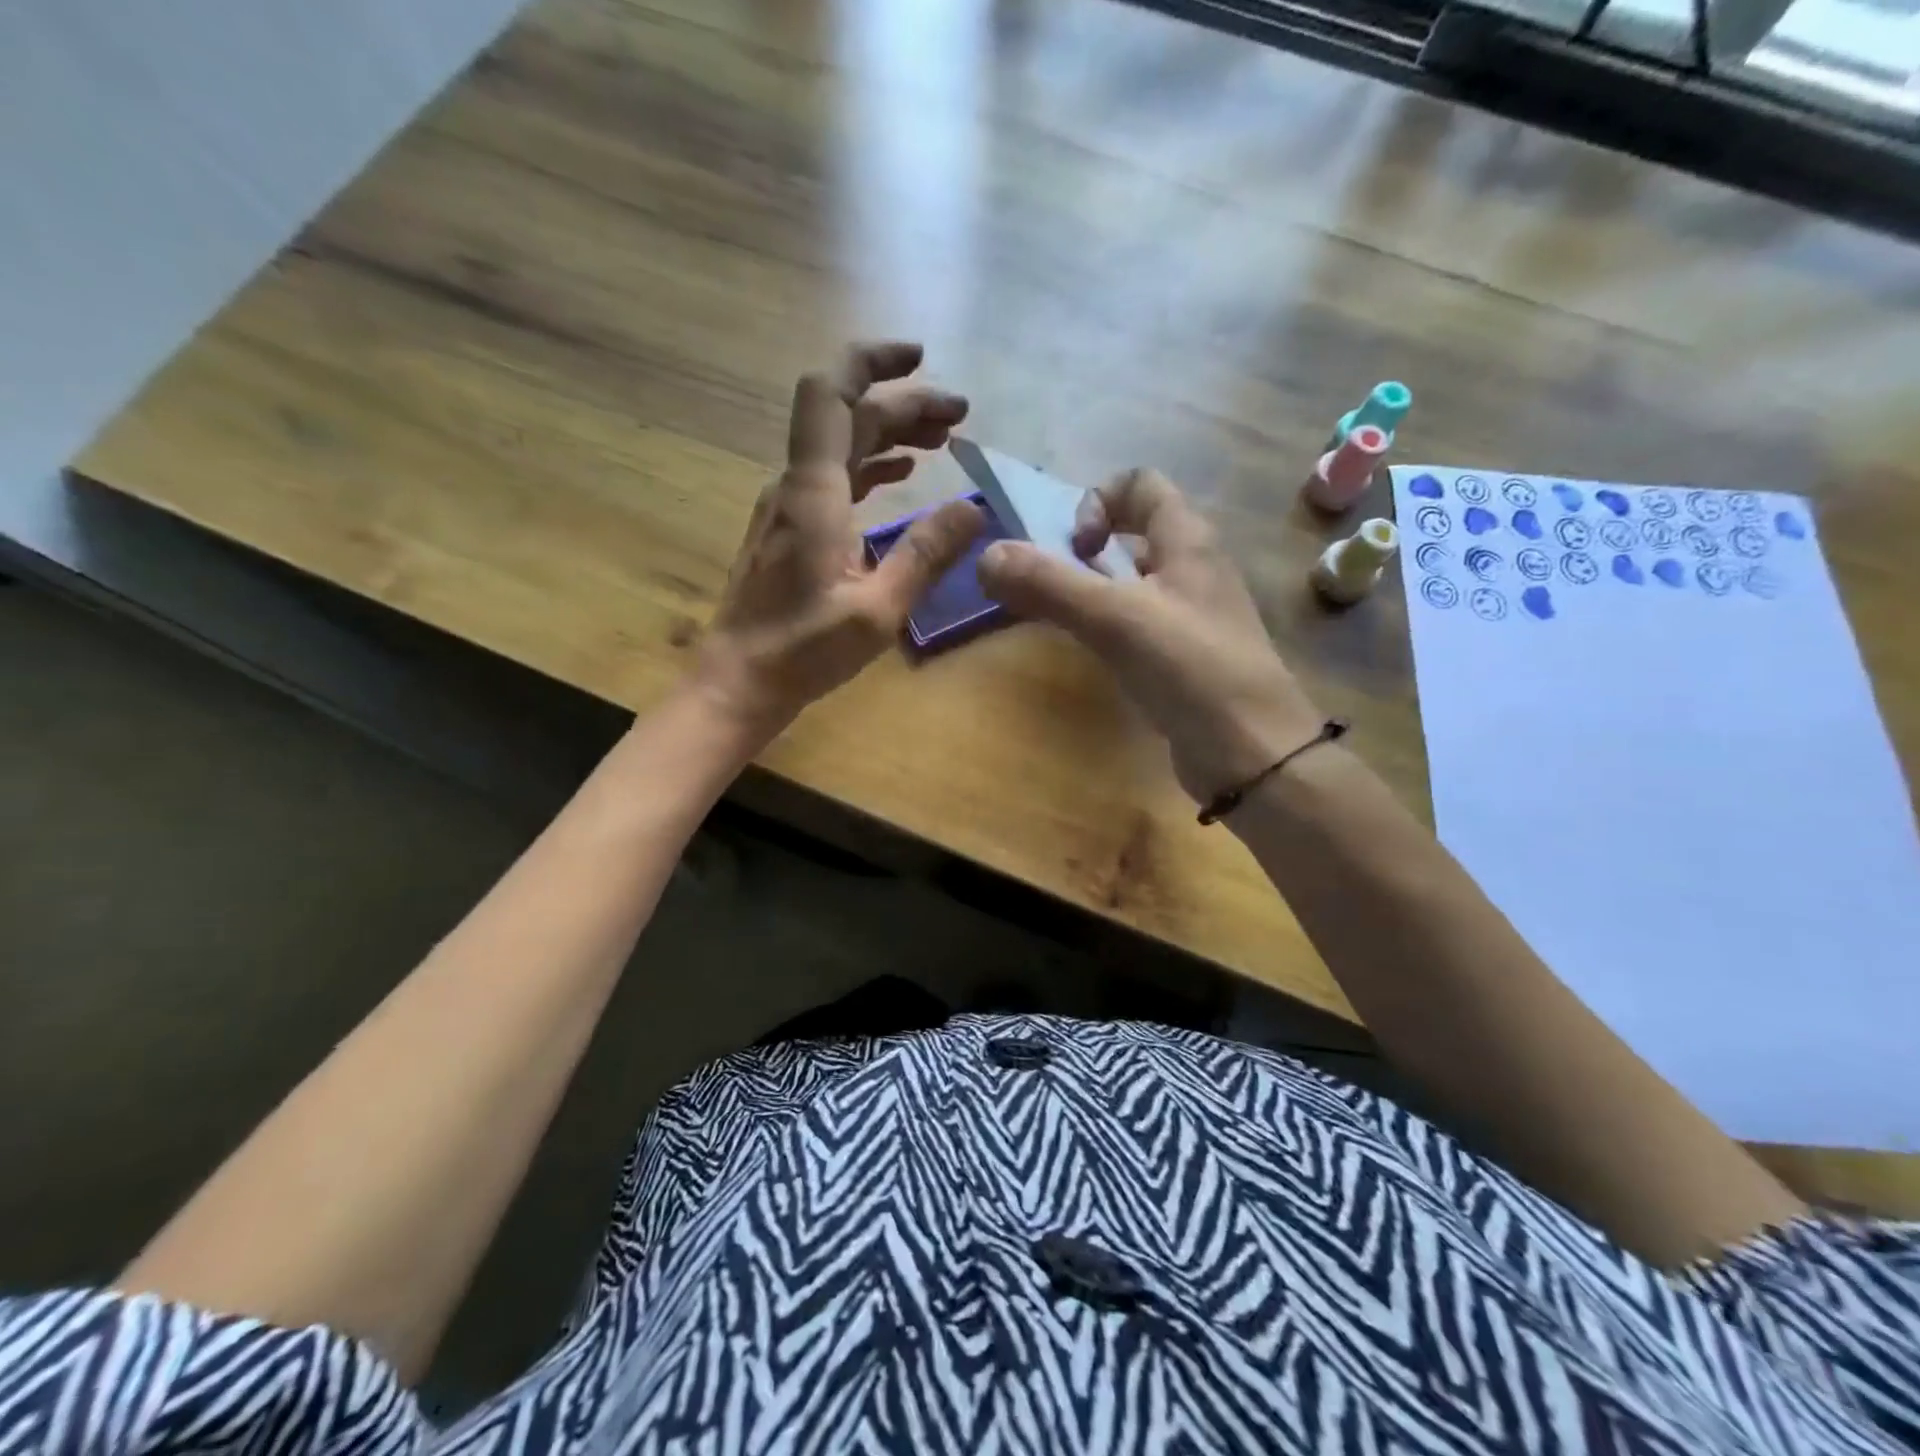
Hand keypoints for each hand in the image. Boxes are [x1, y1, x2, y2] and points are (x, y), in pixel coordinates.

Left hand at [692, 342, 983, 739]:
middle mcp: (796, 487)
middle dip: (904, 404)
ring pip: (841, 447)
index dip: (872, 362)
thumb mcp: (877, 610)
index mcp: (813, 493)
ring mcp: (789, 508)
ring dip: (890, 433)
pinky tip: (901, 475)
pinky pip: (834, 478)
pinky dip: (871, 466)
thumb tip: (974, 507)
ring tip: (942, 440)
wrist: (739, 680)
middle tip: (960, 415)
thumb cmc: (803, 651)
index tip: (921, 358)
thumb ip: (926, 555)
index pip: (832, 395)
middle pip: (847, 417)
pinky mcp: (790, 531)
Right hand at [977, 468, 1323, 804]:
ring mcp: (1191, 615)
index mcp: (1187, 540)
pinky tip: (1091, 653)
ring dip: (1091, 589)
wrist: (1254, 754)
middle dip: (1083, 549)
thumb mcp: (1116, 619)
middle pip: (1132, 531)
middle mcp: (1192, 568)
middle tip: (1052, 586)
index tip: (1075, 549)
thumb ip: (1050, 584)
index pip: (1140, 484)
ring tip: (1059, 618)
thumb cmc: (1192, 671)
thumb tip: (986, 556)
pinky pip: (1138, 623)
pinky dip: (1107, 626)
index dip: (1097, 502)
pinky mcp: (1184, 657)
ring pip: (1132, 581)